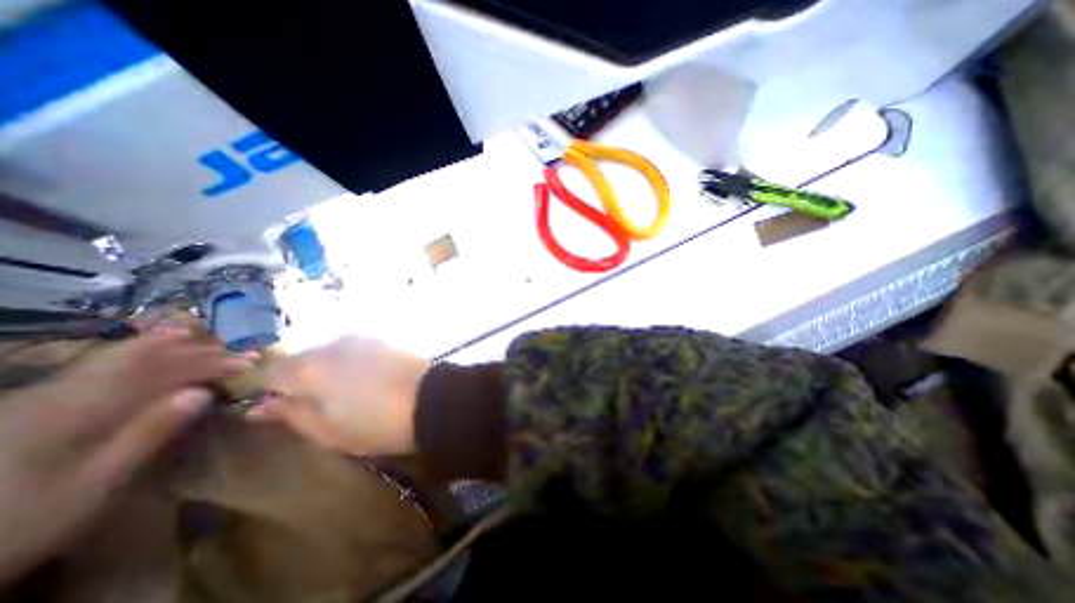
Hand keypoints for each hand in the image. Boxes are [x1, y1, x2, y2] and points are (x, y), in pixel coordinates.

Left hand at [0, 331, 249, 586]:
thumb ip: (149, 433)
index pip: (162, 372)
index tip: (249, 362)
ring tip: (209, 337)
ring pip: (122, 357)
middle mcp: (64, 391)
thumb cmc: (20, 521)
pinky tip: (157, 346)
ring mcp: (48, 395)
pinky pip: (106, 366)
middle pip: (143, 358)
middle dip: (197, 351)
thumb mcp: (92, 484)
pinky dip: (142, 351)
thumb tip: (202, 392)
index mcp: (78, 409)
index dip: (210, 363)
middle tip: (239, 350)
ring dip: (173, 346)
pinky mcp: (42, 404)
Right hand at [255, 336, 431, 453]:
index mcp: (310, 369)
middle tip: (315, 404)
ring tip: (344, 393)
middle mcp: (332, 345)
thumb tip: (258, 407)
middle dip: (299, 378)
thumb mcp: (328, 432)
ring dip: (327, 369)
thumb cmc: (378, 423)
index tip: (277, 407)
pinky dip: (349, 362)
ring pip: (328, 352)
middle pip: (300, 359)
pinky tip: (365, 378)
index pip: (268, 373)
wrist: (431, 399)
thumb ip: (291, 415)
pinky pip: (352, 349)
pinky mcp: (382, 339)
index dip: (268, 390)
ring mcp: (360, 339)